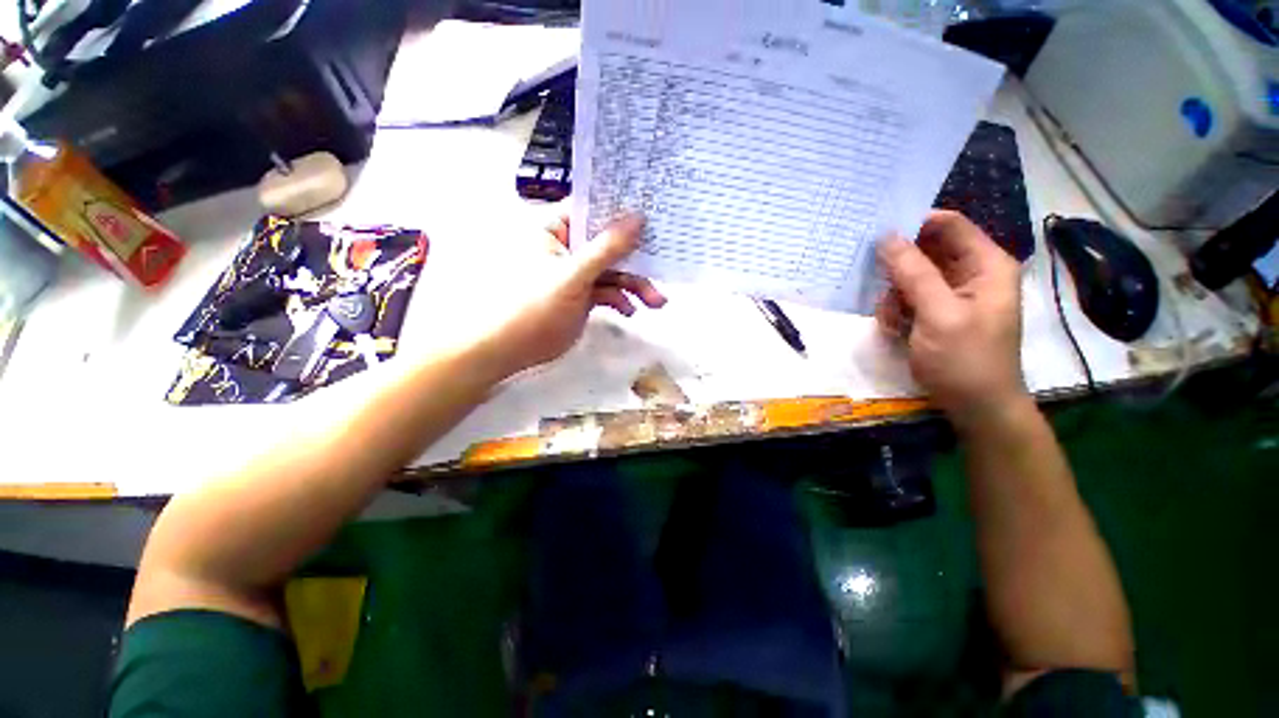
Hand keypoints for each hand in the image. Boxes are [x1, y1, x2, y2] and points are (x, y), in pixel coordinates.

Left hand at [420, 213, 666, 381]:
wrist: (512, 349)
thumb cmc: (535, 305)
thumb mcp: (574, 275)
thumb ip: (607, 249)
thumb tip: (639, 218)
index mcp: (557, 230)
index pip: (594, 209)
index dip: (623, 211)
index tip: (653, 214)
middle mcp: (569, 247)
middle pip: (610, 244)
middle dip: (637, 261)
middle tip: (663, 267)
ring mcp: (578, 273)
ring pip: (614, 271)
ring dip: (636, 286)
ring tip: (656, 303)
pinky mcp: (584, 296)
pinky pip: (609, 291)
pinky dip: (621, 300)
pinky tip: (629, 312)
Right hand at [876, 210, 1026, 428]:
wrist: (975, 406)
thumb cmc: (964, 359)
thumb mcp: (938, 313)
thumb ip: (913, 272)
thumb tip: (886, 236)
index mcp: (985, 264)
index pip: (949, 225)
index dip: (914, 224)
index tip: (877, 236)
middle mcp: (970, 273)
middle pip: (925, 251)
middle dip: (898, 269)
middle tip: (880, 286)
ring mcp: (952, 294)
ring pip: (910, 277)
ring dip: (894, 296)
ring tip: (891, 320)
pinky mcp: (937, 313)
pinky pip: (908, 298)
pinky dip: (896, 311)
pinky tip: (894, 330)